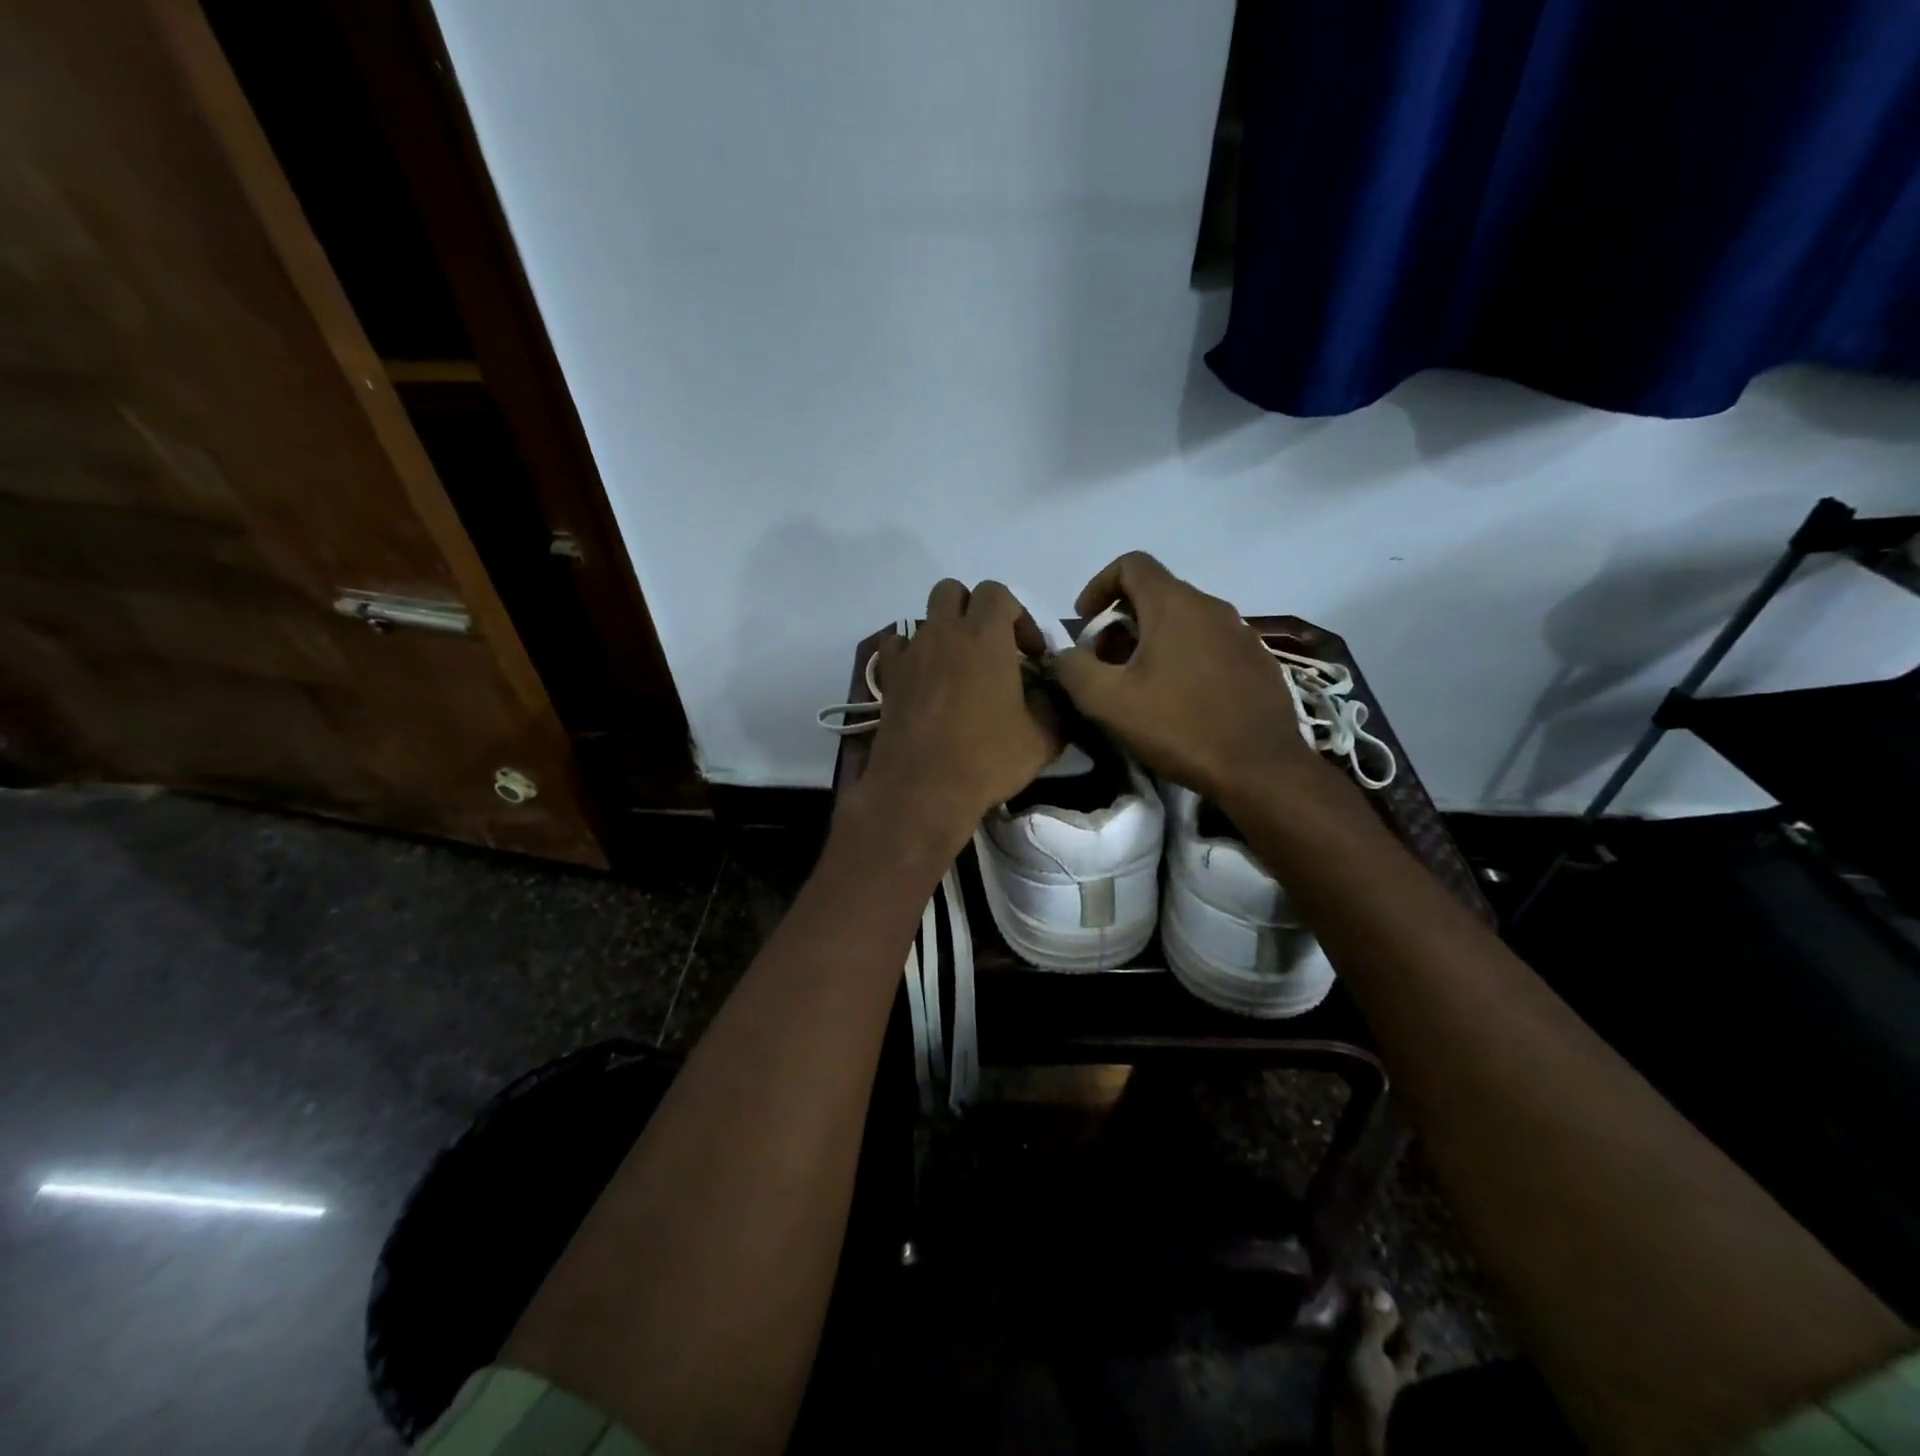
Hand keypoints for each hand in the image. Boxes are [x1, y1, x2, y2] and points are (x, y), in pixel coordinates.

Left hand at [854, 579, 1059, 852]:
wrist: (923, 790)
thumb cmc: (987, 759)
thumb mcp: (1042, 738)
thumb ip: (1054, 706)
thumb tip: (1052, 694)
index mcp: (986, 636)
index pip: (998, 593)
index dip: (1019, 617)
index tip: (1030, 654)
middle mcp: (944, 633)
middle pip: (954, 592)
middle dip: (974, 610)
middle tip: (991, 648)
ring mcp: (911, 654)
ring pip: (925, 618)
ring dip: (944, 632)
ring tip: (958, 669)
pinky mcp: (888, 679)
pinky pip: (896, 647)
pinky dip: (911, 654)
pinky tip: (924, 681)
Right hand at [1052, 552, 1324, 804]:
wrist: (1260, 768)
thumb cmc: (1178, 726)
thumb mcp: (1107, 701)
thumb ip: (1073, 668)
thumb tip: (1065, 654)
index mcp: (1174, 605)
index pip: (1131, 564)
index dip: (1098, 585)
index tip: (1085, 623)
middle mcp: (1211, 606)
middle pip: (1156, 594)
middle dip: (1121, 622)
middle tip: (1105, 665)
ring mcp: (1241, 633)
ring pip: (1184, 621)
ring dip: (1152, 642)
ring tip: (1139, 685)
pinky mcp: (1258, 661)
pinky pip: (1209, 644)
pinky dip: (1184, 658)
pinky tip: (1180, 700)